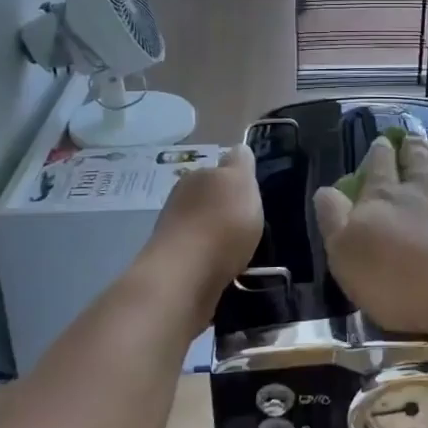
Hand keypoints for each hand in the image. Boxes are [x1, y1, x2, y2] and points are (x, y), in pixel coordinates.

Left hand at [149, 145, 262, 296]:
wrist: (185, 277)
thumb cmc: (221, 223)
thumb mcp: (241, 182)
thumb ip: (241, 163)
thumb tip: (237, 150)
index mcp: (197, 177)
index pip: (219, 170)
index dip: (237, 180)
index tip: (253, 195)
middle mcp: (180, 201)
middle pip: (209, 199)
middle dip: (226, 209)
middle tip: (252, 224)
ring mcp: (174, 235)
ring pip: (204, 228)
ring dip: (219, 236)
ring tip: (243, 250)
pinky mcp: (175, 267)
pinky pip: (202, 256)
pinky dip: (214, 260)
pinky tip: (229, 269)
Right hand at [314, 133, 427, 335]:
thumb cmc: (396, 279)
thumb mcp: (346, 254)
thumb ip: (334, 219)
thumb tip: (325, 190)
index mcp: (382, 197)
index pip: (378, 166)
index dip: (379, 152)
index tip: (382, 140)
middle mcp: (419, 190)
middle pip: (415, 161)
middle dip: (411, 147)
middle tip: (412, 135)